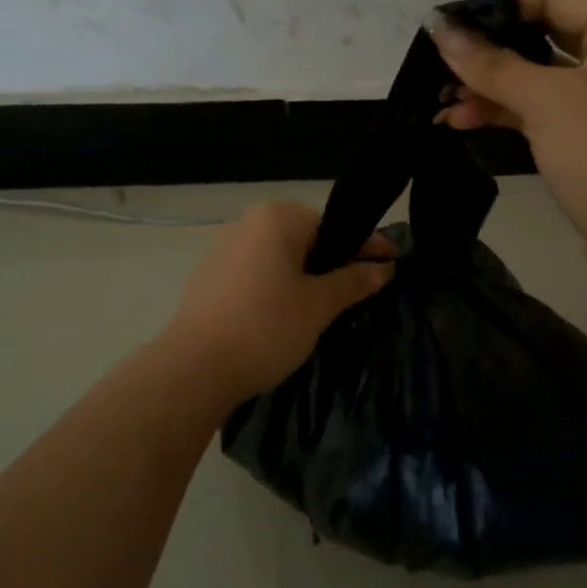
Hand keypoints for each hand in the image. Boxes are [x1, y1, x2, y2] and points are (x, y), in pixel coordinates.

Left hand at [161, 201, 394, 403]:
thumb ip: (354, 281)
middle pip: (306, 238)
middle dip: (334, 262)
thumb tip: (385, 268)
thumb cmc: (266, 327)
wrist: (193, 369)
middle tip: (361, 289)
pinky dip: (278, 286)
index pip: (335, 226)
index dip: (367, 246)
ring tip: (327, 305)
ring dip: (305, 276)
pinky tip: (287, 314)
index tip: (393, 263)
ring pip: (280, 257)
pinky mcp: (209, 277)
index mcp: (277, 218)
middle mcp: (248, 223)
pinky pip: (257, 273)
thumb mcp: (319, 305)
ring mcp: (224, 249)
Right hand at [431, 0, 586, 302]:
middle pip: (542, 32)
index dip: (496, 4)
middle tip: (438, 64)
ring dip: (490, 86)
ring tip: (442, 102)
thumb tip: (440, 28)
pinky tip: (463, 120)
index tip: (445, 25)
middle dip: (488, 50)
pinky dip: (506, 111)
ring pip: (538, 75)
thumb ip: (492, 65)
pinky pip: (543, 108)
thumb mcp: (549, 105)